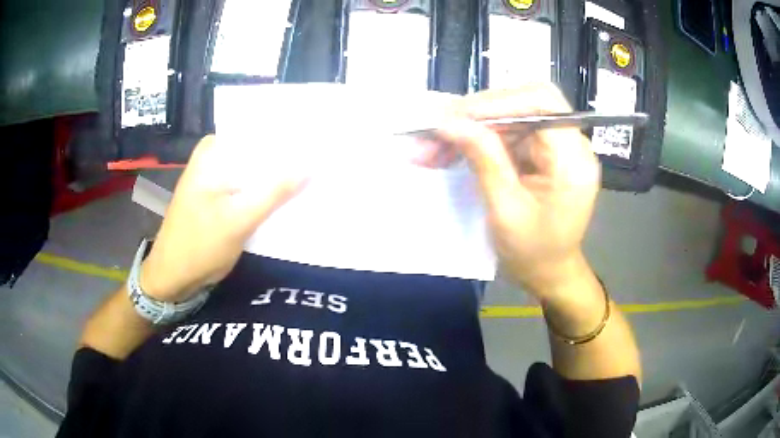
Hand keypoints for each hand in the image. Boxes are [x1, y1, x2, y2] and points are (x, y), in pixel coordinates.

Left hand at [140, 135, 307, 301]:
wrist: (174, 277)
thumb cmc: (200, 245)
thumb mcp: (239, 219)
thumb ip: (274, 192)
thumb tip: (311, 166)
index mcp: (212, 152)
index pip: (255, 130)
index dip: (285, 133)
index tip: (315, 136)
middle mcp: (214, 159)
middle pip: (255, 149)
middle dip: (283, 154)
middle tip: (318, 155)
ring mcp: (216, 179)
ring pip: (253, 169)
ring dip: (275, 174)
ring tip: (309, 171)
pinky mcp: (219, 198)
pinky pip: (247, 186)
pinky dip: (264, 190)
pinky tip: (286, 194)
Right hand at [437, 84, 600, 299]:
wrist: (549, 273)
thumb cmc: (533, 253)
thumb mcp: (505, 210)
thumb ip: (484, 159)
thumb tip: (450, 122)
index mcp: (573, 160)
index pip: (542, 102)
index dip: (498, 101)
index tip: (455, 117)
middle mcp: (571, 144)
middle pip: (524, 102)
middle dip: (479, 112)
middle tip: (439, 130)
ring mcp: (557, 146)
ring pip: (511, 114)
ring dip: (472, 126)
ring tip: (434, 145)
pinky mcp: (543, 151)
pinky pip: (509, 131)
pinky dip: (479, 138)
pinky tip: (451, 150)